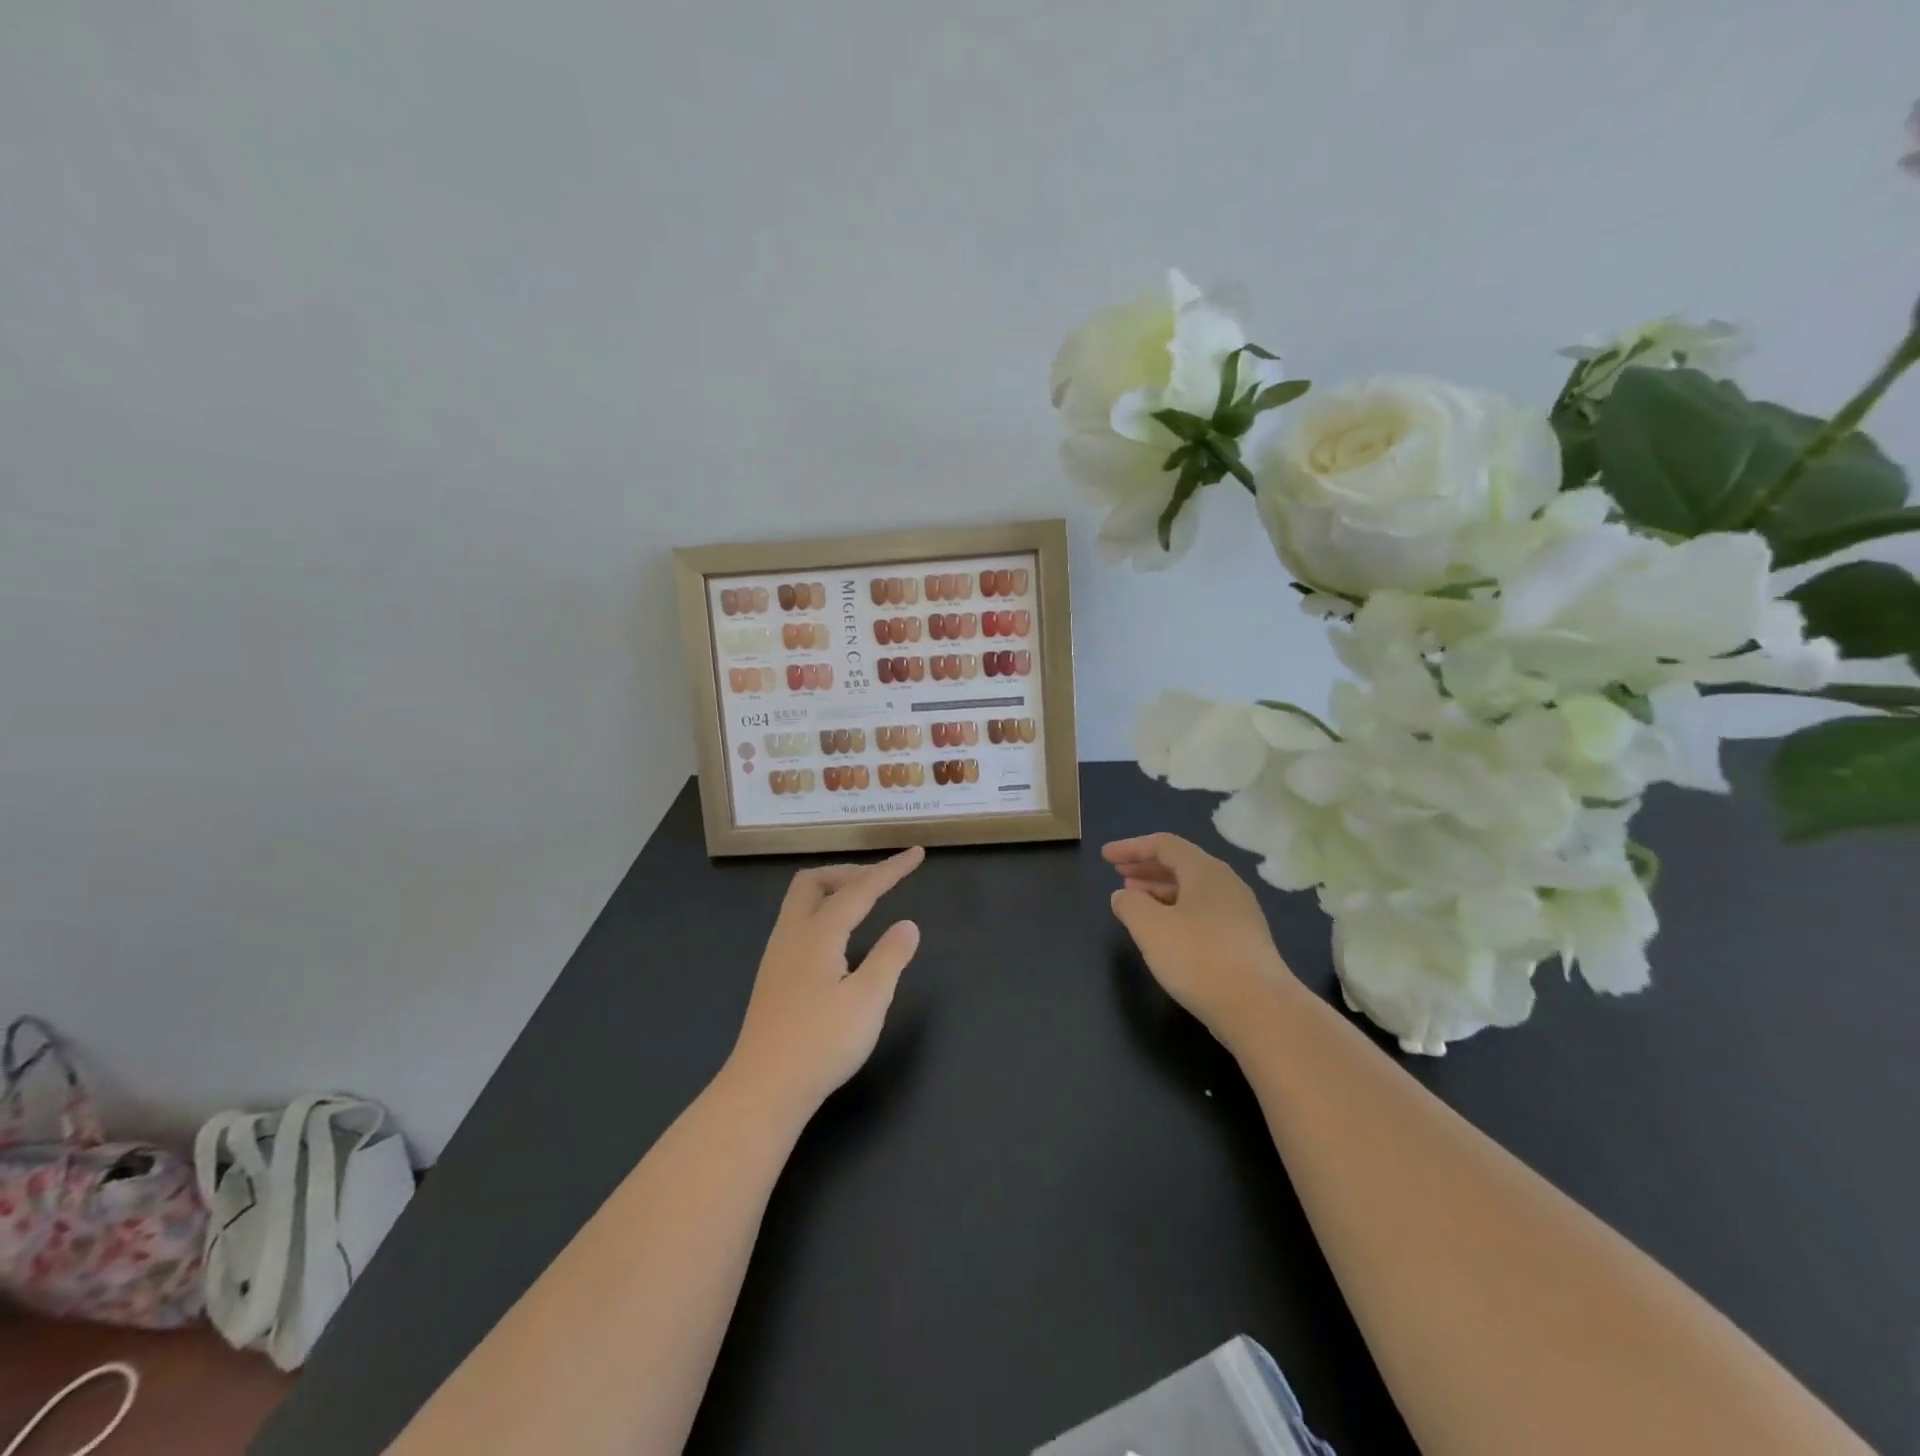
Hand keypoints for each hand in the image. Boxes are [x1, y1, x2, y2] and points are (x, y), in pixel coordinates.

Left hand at [726, 846, 925, 1112]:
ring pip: (801, 903)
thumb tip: (907, 925)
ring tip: (865, 905)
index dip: (890, 870)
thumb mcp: (868, 1000)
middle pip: (814, 882)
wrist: (763, 1090)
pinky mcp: (773, 979)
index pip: (859, 889)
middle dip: (850, 872)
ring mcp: (777, 957)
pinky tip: (840, 942)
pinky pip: (798, 925)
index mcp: (818, 934)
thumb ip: (890, 957)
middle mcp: (792, 936)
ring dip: (834, 892)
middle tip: (881, 882)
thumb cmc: (821, 1043)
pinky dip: (824, 914)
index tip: (916, 854)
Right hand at [1104, 833, 1298, 1046]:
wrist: (1259, 1009)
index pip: (1163, 845)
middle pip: (1181, 864)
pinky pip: (1203, 912)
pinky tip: (1164, 932)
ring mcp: (1240, 913)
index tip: (1105, 857)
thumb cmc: (1198, 957)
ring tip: (1136, 902)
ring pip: (1193, 890)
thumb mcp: (1150, 927)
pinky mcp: (1244, 941)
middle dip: (1146, 868)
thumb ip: (1130, 904)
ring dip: (1160, 891)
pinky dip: (1177, 911)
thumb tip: (1123, 895)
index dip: (1131, 848)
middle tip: (1119, 876)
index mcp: (1205, 870)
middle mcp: (1226, 884)